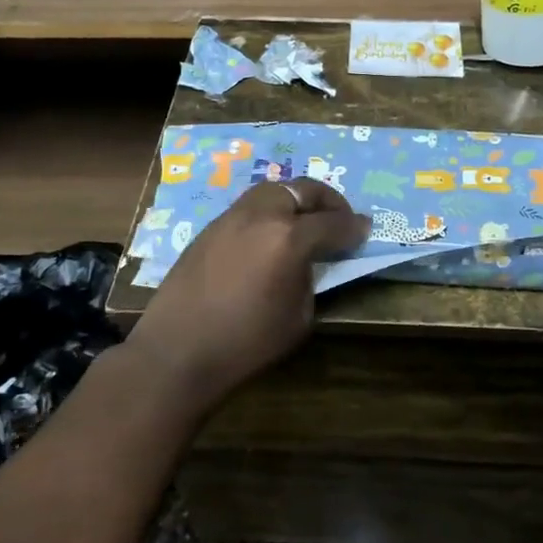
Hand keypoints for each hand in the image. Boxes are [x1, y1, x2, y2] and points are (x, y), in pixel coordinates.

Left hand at [124, 179, 368, 412]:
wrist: (178, 352)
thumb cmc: (246, 343)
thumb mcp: (298, 317)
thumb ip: (310, 279)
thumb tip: (310, 262)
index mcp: (289, 238)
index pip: (332, 223)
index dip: (353, 227)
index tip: (365, 230)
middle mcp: (261, 216)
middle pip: (302, 190)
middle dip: (326, 201)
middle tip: (338, 218)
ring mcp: (231, 217)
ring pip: (272, 191)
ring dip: (295, 200)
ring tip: (304, 221)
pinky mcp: (210, 228)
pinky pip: (248, 207)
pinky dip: (268, 212)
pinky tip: (270, 235)